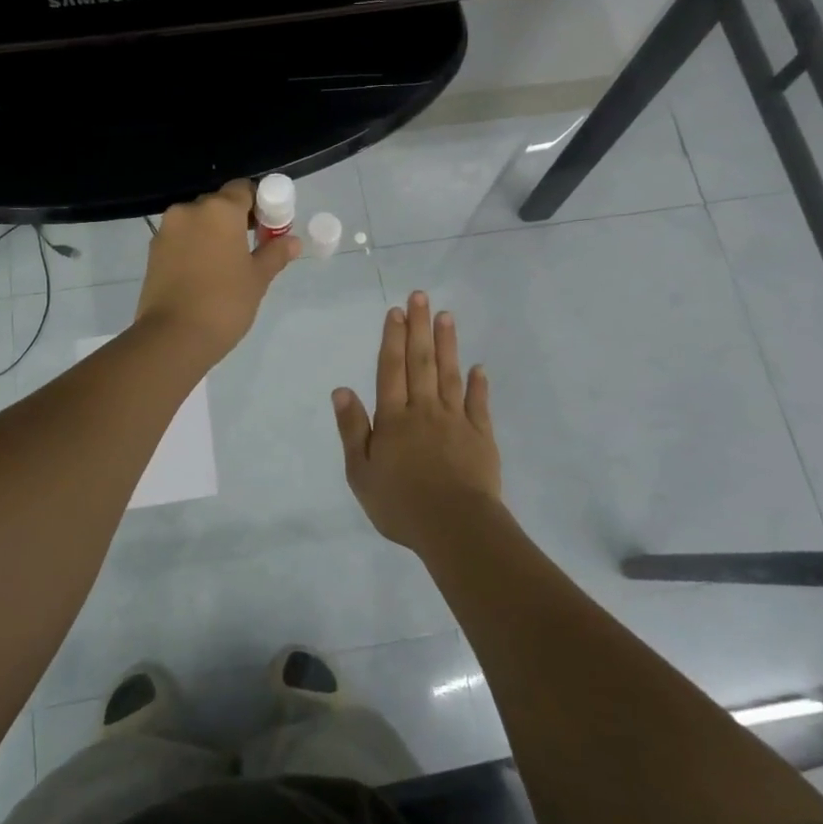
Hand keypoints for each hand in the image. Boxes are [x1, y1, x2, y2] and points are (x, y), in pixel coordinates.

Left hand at [135, 179, 299, 363]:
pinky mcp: (153, 252)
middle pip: (219, 204)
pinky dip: (195, 247)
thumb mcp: (257, 279)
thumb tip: (292, 241)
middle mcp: (190, 211)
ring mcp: (167, 230)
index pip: (244, 189)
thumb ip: (275, 253)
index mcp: (220, 210)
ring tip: (227, 265)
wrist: (174, 336)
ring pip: (197, 222)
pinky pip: (181, 239)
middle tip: (251, 248)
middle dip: (236, 219)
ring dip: (213, 234)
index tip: (269, 227)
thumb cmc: (225, 302)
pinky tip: (204, 274)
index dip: (260, 204)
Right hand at [332, 291, 503, 550]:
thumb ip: (353, 428)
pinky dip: (478, 384)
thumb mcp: (361, 472)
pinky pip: (478, 404)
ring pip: (449, 374)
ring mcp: (455, 421)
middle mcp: (424, 410)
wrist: (454, 526)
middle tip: (420, 296)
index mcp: (393, 419)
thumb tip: (341, 389)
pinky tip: (479, 367)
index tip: (395, 312)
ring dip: (447, 344)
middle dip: (419, 328)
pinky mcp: (481, 436)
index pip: (391, 370)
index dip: (392, 339)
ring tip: (446, 316)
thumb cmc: (400, 504)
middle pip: (420, 362)